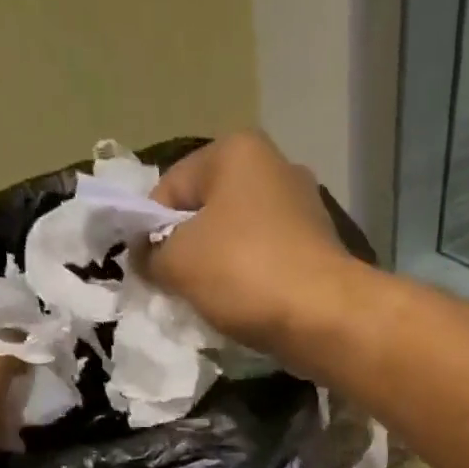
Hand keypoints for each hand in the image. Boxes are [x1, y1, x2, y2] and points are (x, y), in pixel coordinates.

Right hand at [144, 131, 356, 354]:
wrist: (323, 317)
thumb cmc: (244, 274)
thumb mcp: (177, 262)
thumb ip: (150, 255)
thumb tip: (145, 257)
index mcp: (236, 151)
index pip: (171, 185)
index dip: (149, 229)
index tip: (146, 269)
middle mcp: (274, 167)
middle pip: (207, 211)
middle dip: (186, 250)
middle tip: (174, 289)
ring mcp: (302, 209)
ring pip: (237, 239)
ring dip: (217, 270)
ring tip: (207, 304)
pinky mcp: (317, 249)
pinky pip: (266, 262)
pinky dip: (249, 283)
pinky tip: (242, 309)